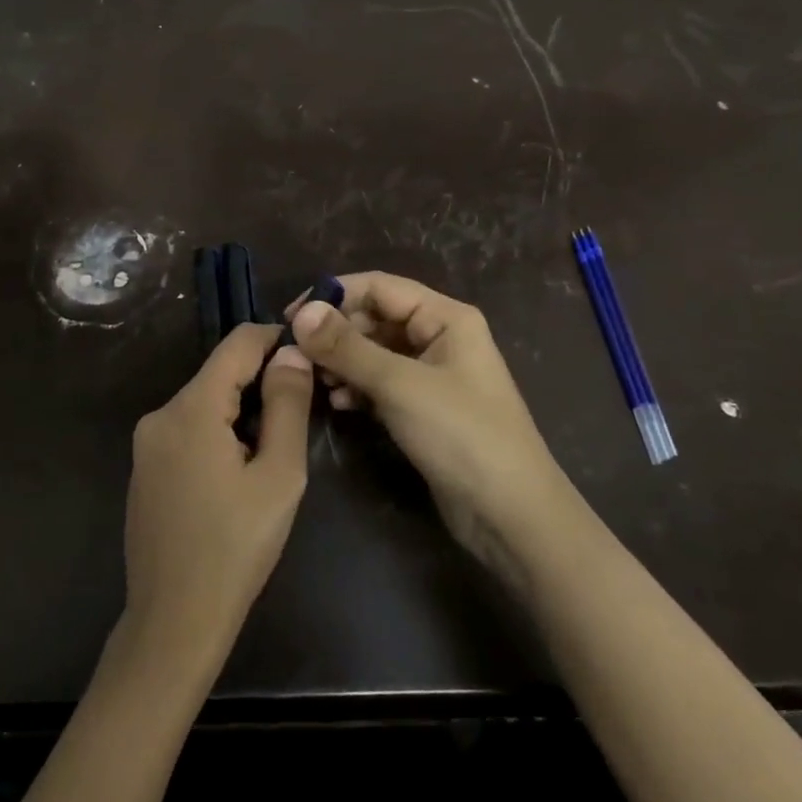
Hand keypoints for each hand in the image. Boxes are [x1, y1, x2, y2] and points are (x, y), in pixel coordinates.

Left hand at [122, 323, 313, 678]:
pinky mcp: (144, 469)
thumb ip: (287, 405)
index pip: (237, 344)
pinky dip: (217, 435)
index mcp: (190, 408)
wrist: (174, 621)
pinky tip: (236, 477)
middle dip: (260, 385)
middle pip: (219, 375)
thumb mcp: (279, 475)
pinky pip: (187, 431)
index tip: (310, 355)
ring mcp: (146, 443)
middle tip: (300, 417)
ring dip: (240, 413)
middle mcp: (159, 414)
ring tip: (271, 456)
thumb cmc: (236, 548)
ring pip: (204, 404)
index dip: (275, 340)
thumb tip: (291, 353)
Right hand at [286, 273, 558, 578]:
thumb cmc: (461, 435)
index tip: (290, 317)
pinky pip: (380, 383)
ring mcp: (431, 374)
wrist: (511, 515)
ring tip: (316, 382)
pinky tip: (338, 404)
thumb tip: (300, 312)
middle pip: (375, 317)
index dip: (333, 296)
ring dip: (343, 362)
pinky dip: (357, 388)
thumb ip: (347, 347)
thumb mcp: (399, 385)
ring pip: (374, 352)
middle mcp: (439, 337)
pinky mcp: (423, 408)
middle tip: (299, 356)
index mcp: (445, 317)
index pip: (379, 286)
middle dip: (336, 333)